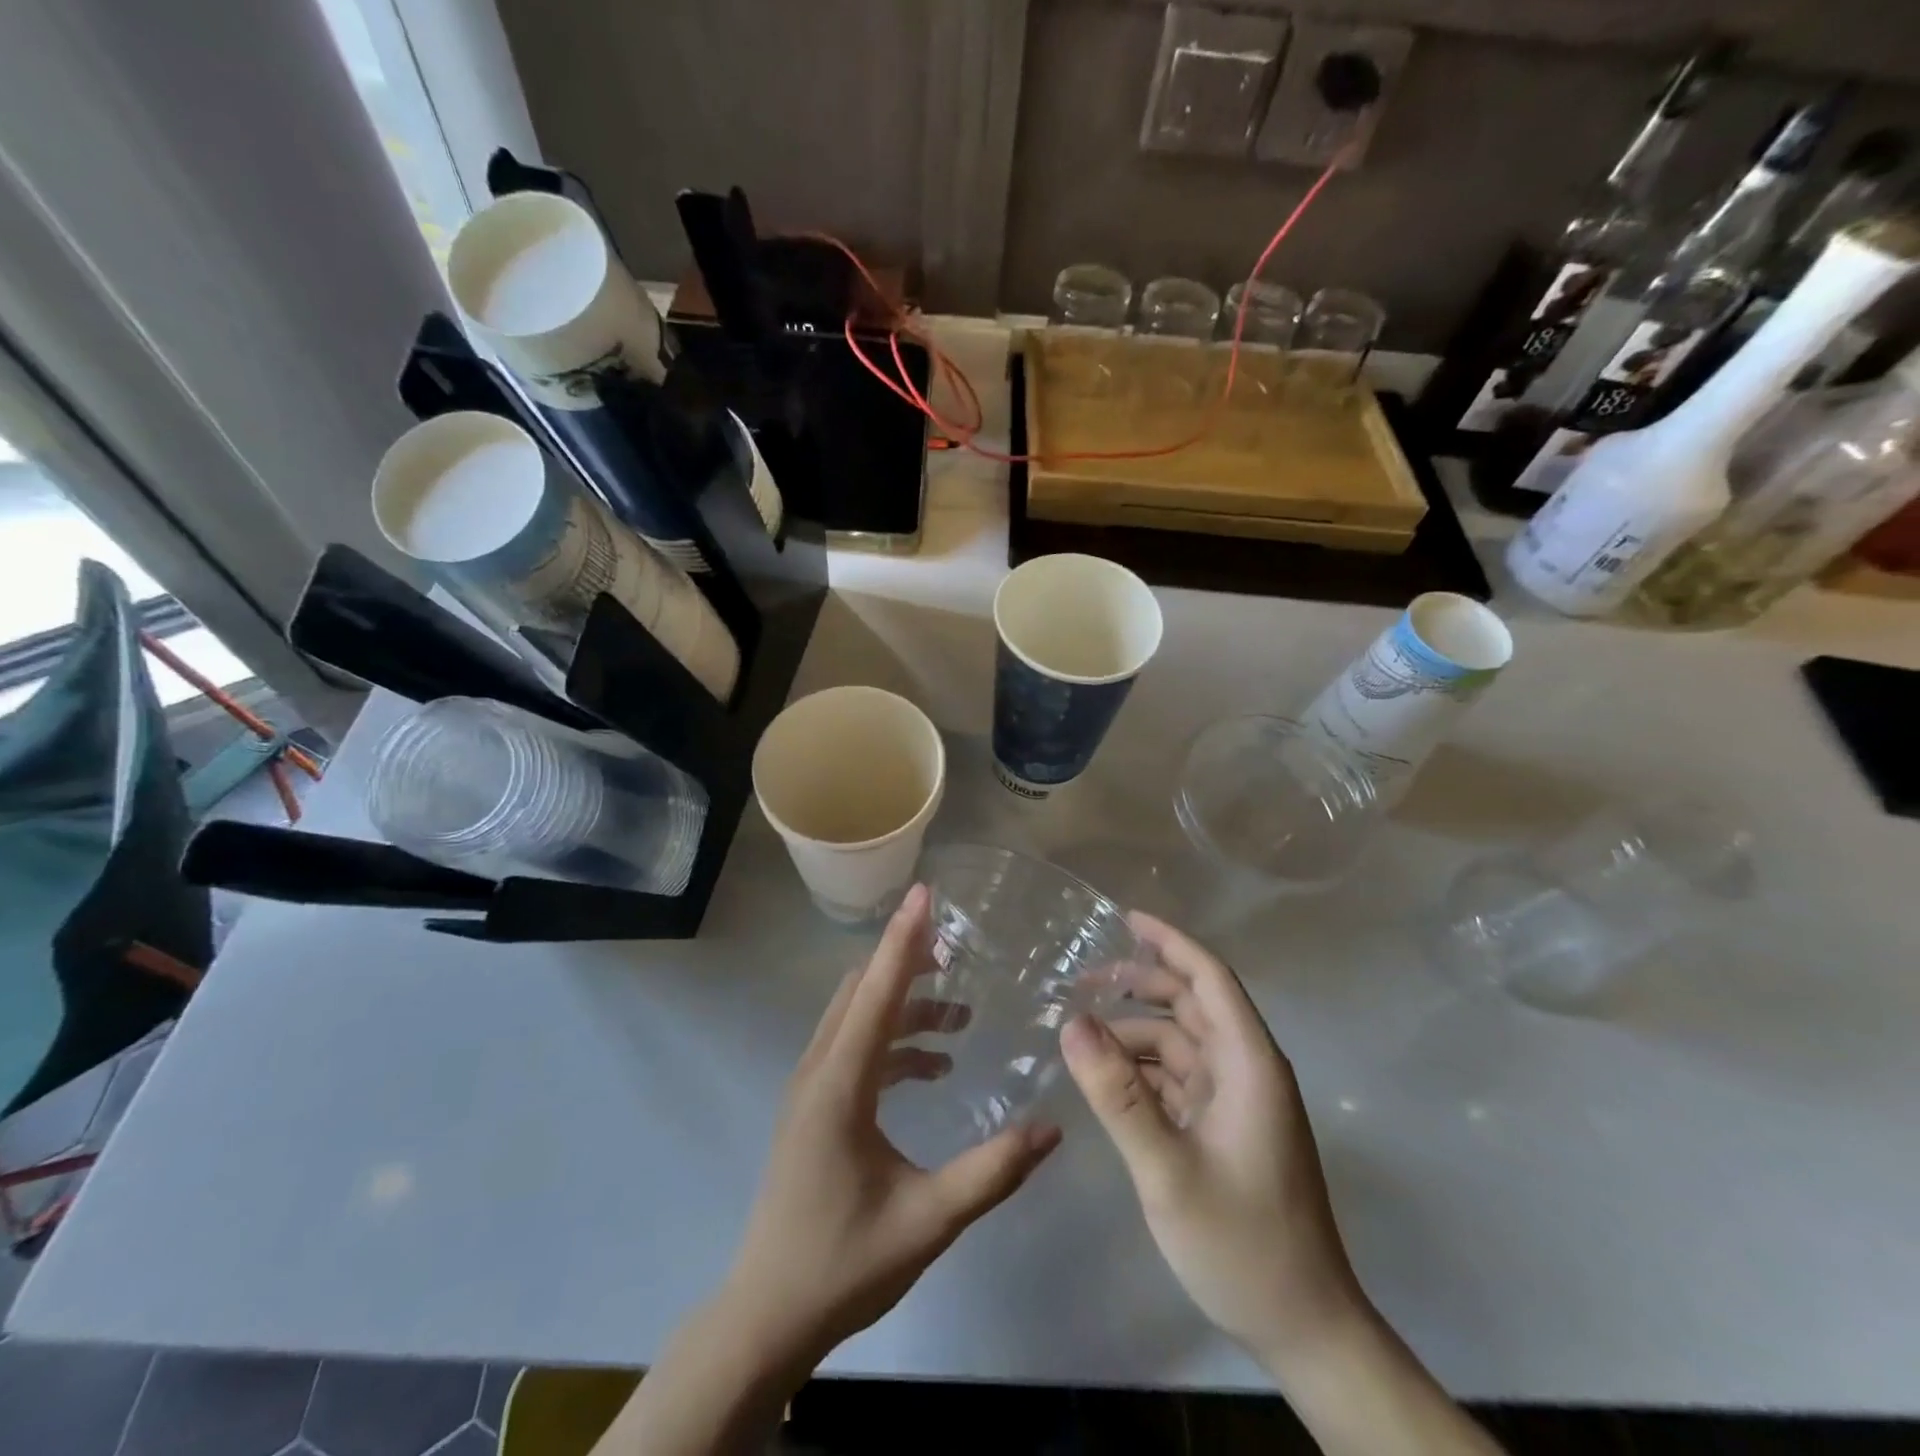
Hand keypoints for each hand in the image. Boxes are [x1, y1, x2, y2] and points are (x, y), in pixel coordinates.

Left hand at [721, 883, 1061, 1366]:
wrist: (766, 1316)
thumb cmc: (843, 1264)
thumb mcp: (928, 1220)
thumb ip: (992, 1172)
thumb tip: (1053, 1129)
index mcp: (839, 1083)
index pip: (878, 991)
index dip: (905, 938)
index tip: (926, 892)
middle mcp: (819, 1069)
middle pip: (863, 990)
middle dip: (908, 961)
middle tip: (958, 950)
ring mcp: (811, 1087)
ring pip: (857, 1016)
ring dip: (905, 1005)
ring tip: (960, 1016)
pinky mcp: (814, 1105)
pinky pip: (855, 1047)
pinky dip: (893, 1040)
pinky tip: (933, 1067)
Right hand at [1060, 912, 1364, 1365]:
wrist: (1303, 1330)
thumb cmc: (1242, 1244)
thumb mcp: (1168, 1169)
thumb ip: (1118, 1094)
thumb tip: (1071, 1023)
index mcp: (1249, 1064)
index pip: (1210, 978)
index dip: (1169, 941)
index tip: (1124, 917)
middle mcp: (1247, 1070)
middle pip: (1192, 1004)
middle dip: (1141, 983)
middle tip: (1081, 981)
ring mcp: (1238, 1102)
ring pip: (1181, 1042)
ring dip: (1135, 1031)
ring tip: (1080, 1033)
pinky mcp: (1226, 1129)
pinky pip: (1178, 1079)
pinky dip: (1143, 1069)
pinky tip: (1105, 1077)